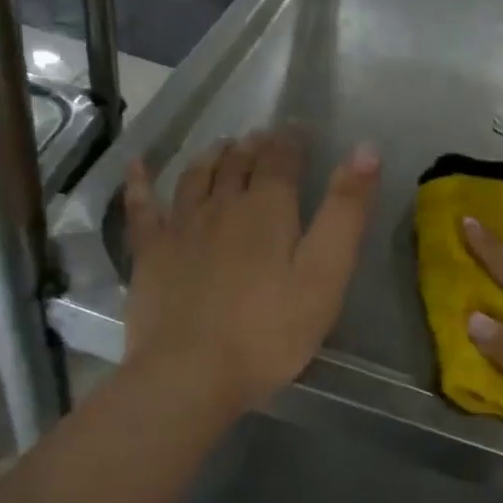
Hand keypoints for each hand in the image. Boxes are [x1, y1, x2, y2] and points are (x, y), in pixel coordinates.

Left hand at [123, 130, 379, 416]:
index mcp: (267, 208)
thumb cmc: (269, 331)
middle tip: (263, 137)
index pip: (281, 159)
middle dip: (254, 145)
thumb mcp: (326, 275)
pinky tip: (137, 166)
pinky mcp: (150, 253)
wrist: (190, 374)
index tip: (297, 128)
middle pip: (238, 163)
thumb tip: (365, 149)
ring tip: (223, 146)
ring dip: (212, 156)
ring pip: (197, 177)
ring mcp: (180, 226)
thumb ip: (346, 212)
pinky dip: (140, 182)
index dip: (291, 140)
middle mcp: (221, 205)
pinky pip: (142, 207)